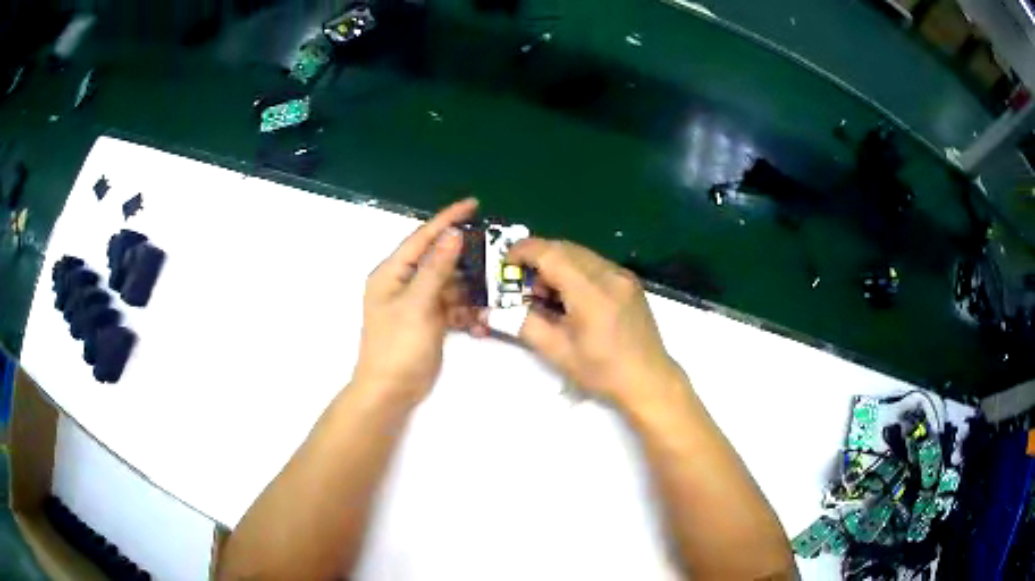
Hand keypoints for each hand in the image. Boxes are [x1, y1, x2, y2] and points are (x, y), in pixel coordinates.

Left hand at [352, 198, 487, 404]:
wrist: (390, 391)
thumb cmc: (398, 345)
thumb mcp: (417, 303)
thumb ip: (435, 268)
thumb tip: (452, 234)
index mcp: (392, 273)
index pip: (422, 237)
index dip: (447, 219)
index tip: (473, 204)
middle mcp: (404, 283)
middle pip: (439, 260)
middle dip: (466, 258)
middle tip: (496, 251)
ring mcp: (417, 303)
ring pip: (449, 285)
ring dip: (470, 291)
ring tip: (494, 292)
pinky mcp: (428, 321)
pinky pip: (451, 307)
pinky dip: (465, 312)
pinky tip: (479, 323)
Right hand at [508, 238, 683, 408]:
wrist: (649, 380)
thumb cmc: (603, 372)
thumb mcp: (558, 352)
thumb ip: (523, 325)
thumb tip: (490, 312)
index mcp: (590, 292)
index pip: (550, 253)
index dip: (522, 252)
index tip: (505, 265)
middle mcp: (609, 274)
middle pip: (563, 248)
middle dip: (537, 260)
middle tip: (523, 287)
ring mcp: (622, 275)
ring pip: (579, 254)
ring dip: (556, 265)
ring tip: (547, 297)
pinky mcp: (629, 281)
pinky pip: (594, 263)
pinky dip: (574, 270)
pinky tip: (571, 297)